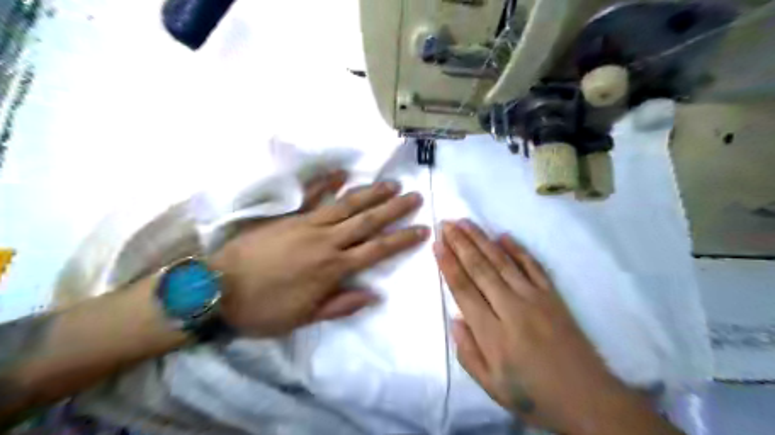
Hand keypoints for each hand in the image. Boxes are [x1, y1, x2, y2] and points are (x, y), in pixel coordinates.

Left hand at [211, 172, 430, 338]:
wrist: (218, 289)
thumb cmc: (263, 309)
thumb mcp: (305, 318)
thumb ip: (342, 305)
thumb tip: (375, 295)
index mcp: (333, 268)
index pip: (377, 250)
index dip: (402, 239)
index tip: (422, 229)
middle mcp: (326, 241)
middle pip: (367, 221)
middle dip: (394, 209)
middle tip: (414, 196)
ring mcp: (306, 224)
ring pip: (346, 205)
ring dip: (371, 193)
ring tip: (391, 183)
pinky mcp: (288, 216)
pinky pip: (312, 196)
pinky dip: (327, 183)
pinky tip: (342, 173)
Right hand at [434, 222, 679, 433]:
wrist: (589, 400)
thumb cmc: (534, 396)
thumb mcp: (491, 387)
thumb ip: (468, 353)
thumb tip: (456, 319)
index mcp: (493, 334)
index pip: (464, 290)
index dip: (449, 265)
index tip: (438, 244)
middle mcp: (512, 309)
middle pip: (480, 269)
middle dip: (460, 244)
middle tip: (447, 223)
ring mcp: (535, 299)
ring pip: (502, 262)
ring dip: (482, 240)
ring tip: (466, 222)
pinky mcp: (553, 296)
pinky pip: (533, 266)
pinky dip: (517, 249)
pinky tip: (504, 235)